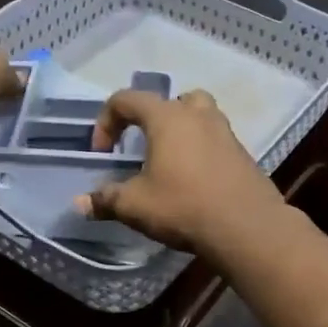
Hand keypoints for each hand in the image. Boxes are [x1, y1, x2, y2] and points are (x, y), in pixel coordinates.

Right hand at [80, 90, 286, 252]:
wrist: (247, 227)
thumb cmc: (184, 206)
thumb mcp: (135, 206)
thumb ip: (106, 199)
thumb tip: (81, 203)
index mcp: (167, 117)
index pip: (127, 99)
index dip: (106, 121)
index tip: (103, 153)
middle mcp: (198, 115)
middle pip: (173, 100)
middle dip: (153, 118)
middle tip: (145, 146)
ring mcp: (226, 133)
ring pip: (201, 117)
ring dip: (182, 132)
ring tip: (171, 163)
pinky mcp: (243, 155)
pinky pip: (216, 142)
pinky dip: (202, 152)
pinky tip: (195, 182)